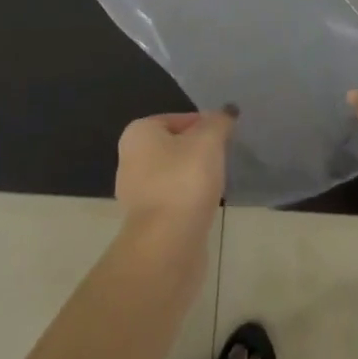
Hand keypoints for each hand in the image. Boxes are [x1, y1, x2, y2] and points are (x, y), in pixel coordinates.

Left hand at [114, 110, 234, 235]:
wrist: (167, 246)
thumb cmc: (184, 181)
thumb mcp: (209, 140)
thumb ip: (219, 121)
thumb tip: (227, 111)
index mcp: (138, 133)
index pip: (179, 118)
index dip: (205, 125)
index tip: (225, 139)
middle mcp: (130, 160)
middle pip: (175, 146)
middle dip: (199, 151)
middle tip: (224, 158)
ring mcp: (136, 194)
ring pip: (174, 175)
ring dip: (195, 178)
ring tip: (219, 183)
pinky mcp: (147, 223)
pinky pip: (174, 201)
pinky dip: (189, 201)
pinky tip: (206, 206)